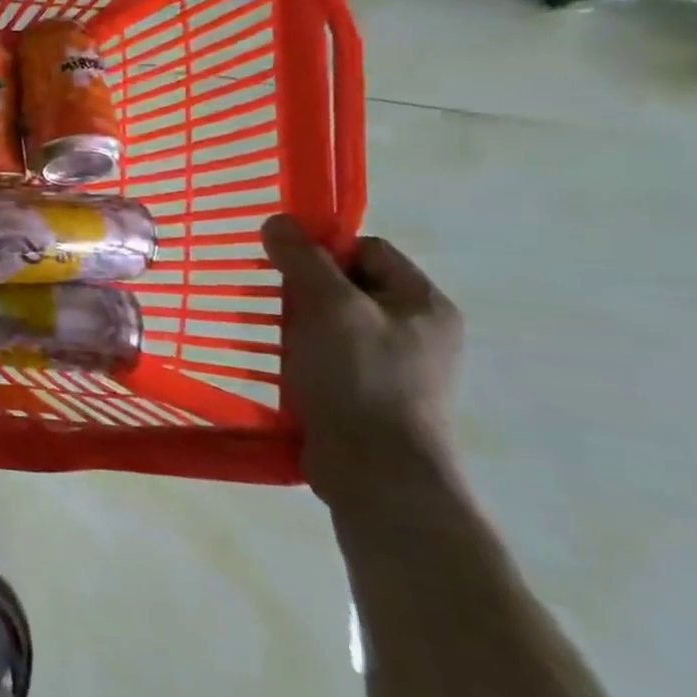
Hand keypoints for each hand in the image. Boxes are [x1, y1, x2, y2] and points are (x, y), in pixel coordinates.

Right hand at [261, 215, 464, 511]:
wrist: (377, 474)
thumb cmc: (359, 379)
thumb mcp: (328, 307)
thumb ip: (302, 259)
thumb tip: (278, 221)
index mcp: (423, 303)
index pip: (368, 249)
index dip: (324, 249)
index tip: (285, 266)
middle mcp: (418, 330)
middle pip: (350, 284)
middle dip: (306, 289)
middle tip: (275, 304)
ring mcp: (398, 367)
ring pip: (336, 322)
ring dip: (300, 324)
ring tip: (273, 338)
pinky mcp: (372, 396)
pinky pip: (332, 357)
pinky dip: (305, 355)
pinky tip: (283, 368)